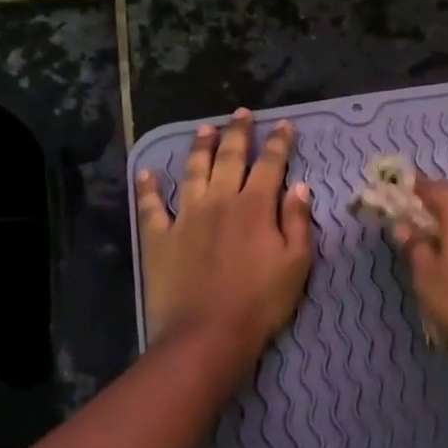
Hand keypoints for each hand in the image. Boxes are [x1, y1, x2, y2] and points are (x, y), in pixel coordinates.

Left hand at [137, 110, 313, 353]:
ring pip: (192, 172)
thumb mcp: (296, 264)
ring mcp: (186, 217)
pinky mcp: (159, 238)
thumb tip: (300, 186)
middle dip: (238, 133)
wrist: (208, 334)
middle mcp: (219, 201)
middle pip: (229, 158)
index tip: (284, 125)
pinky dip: (148, 189)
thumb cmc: (261, 302)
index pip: (270, 164)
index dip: (278, 142)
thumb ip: (298, 221)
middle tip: (241, 113)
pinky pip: (151, 207)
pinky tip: (147, 173)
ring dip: (199, 148)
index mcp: (256, 206)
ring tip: (204, 128)